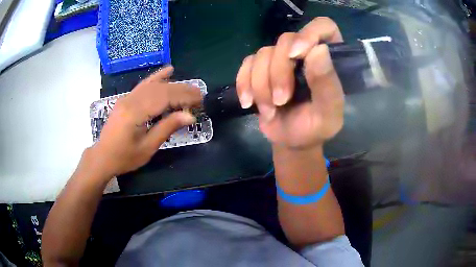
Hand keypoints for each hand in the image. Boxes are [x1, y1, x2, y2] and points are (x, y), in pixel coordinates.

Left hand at [88, 66, 201, 177]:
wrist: (102, 157)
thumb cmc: (124, 157)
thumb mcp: (147, 147)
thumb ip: (167, 128)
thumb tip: (189, 116)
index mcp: (135, 113)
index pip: (164, 98)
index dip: (184, 97)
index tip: (200, 100)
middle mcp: (131, 100)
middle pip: (160, 89)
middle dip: (182, 89)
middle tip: (199, 94)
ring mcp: (127, 98)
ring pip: (153, 85)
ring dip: (173, 84)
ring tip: (189, 87)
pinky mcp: (126, 99)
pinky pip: (144, 85)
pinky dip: (157, 77)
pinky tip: (168, 70)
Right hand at [236, 17, 344, 148]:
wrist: (290, 141)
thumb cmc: (314, 128)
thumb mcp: (327, 114)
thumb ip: (328, 84)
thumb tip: (319, 49)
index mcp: (330, 59)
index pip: (323, 27)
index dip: (309, 34)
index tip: (297, 55)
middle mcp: (305, 52)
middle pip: (286, 40)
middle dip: (279, 72)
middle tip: (280, 100)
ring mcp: (281, 59)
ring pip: (263, 53)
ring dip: (261, 85)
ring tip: (270, 109)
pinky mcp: (260, 67)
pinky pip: (246, 64)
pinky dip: (244, 84)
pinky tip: (248, 102)